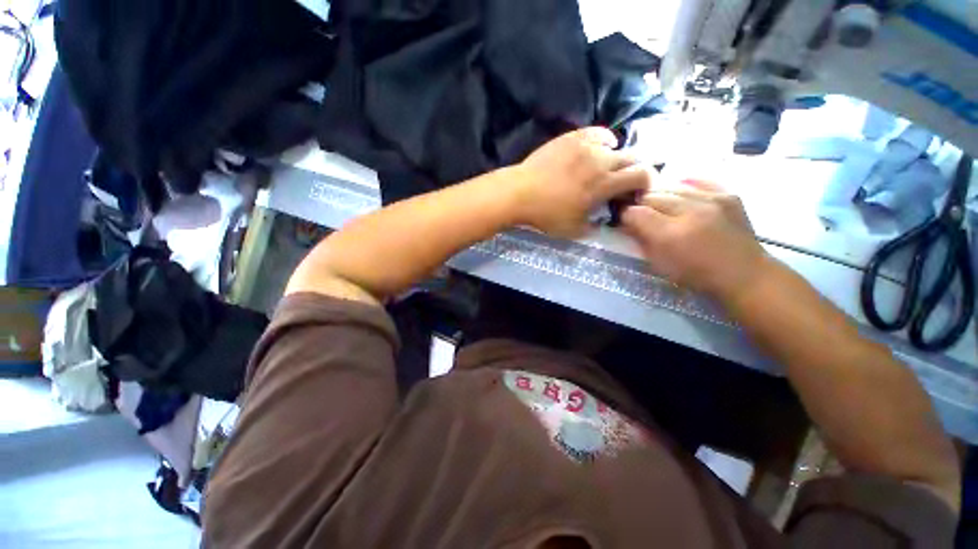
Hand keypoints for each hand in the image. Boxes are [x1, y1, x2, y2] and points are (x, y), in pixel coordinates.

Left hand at [511, 127, 650, 237]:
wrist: (519, 192)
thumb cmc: (546, 214)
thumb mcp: (574, 229)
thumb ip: (595, 225)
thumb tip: (604, 220)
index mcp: (604, 184)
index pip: (641, 175)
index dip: (646, 182)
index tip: (637, 192)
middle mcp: (601, 161)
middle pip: (633, 158)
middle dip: (635, 170)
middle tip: (623, 182)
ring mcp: (586, 146)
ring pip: (615, 146)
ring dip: (618, 158)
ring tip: (608, 168)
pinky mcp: (572, 138)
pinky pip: (597, 133)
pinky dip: (604, 141)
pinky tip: (600, 147)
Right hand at [621, 179, 769, 301]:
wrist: (744, 273)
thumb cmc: (696, 275)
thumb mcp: (659, 264)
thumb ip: (640, 240)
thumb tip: (627, 223)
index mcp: (670, 235)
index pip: (635, 213)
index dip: (626, 216)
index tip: (626, 221)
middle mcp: (690, 212)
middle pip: (651, 197)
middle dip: (642, 206)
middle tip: (643, 216)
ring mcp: (712, 200)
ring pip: (671, 187)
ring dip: (661, 198)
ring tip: (662, 209)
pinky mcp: (727, 194)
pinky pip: (697, 182)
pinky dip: (684, 189)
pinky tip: (681, 198)